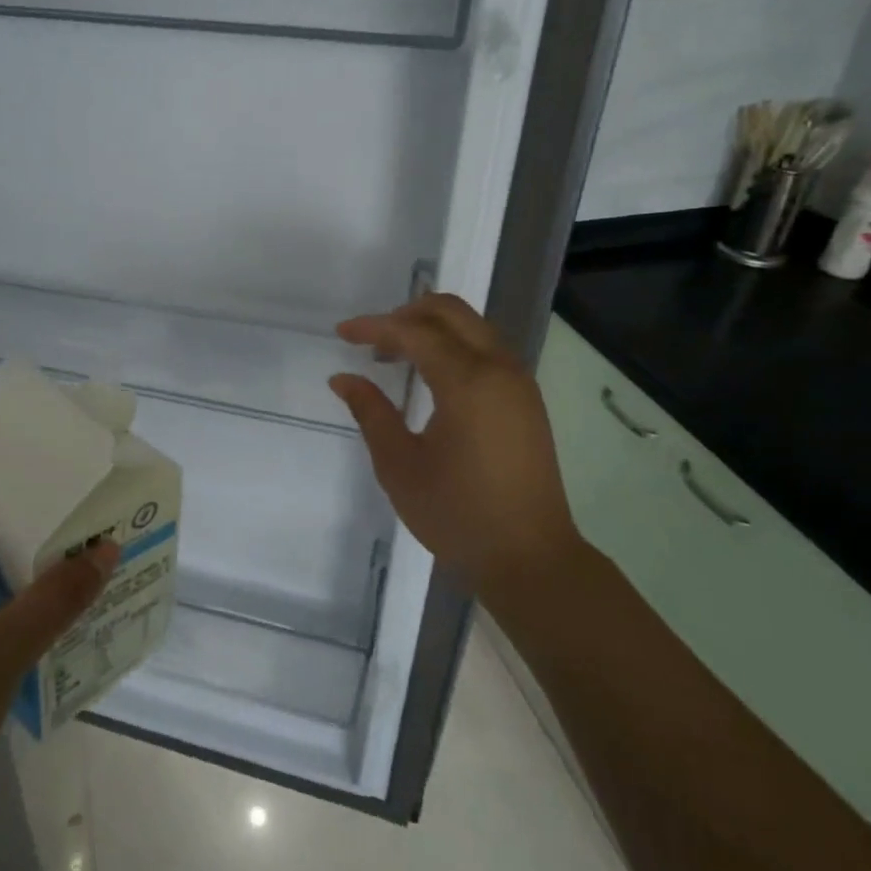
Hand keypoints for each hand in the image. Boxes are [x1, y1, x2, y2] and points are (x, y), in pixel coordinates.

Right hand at [329, 294, 576, 595]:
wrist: (529, 557)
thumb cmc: (457, 514)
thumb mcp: (399, 465)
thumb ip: (371, 413)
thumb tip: (344, 378)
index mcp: (468, 381)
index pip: (414, 332)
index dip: (374, 327)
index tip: (342, 334)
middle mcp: (499, 368)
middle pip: (451, 312)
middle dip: (407, 313)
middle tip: (371, 339)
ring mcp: (519, 382)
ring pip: (473, 327)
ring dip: (432, 328)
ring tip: (394, 355)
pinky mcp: (526, 400)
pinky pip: (487, 349)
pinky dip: (455, 345)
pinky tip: (430, 375)